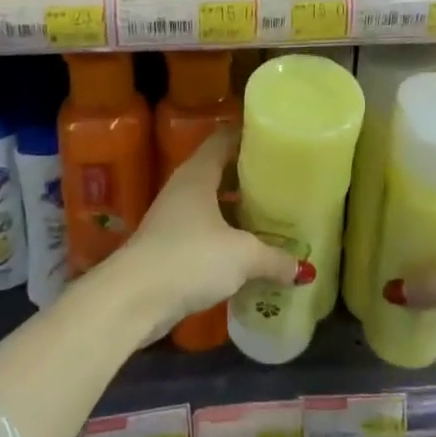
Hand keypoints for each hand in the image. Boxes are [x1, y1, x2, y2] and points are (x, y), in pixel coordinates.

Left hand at [106, 129, 294, 332]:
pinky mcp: (168, 248)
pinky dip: (225, 237)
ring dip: (237, 210)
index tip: (276, 139)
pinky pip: (204, 232)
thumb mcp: (243, 256)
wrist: (133, 300)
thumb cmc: (190, 258)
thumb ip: (274, 258)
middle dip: (249, 177)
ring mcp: (172, 219)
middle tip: (283, 181)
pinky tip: (247, 252)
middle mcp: (183, 189)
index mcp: (198, 175)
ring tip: (272, 216)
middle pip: (219, 172)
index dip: (248, 136)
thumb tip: (302, 270)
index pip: (224, 140)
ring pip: (212, 205)